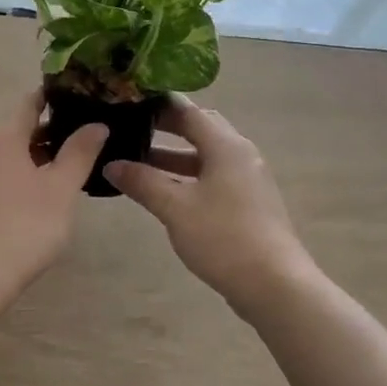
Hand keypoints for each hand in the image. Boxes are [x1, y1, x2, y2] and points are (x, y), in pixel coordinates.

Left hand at [0, 91, 106, 309]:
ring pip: (0, 161)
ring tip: (54, 185)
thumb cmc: (22, 230)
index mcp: (2, 138)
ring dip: (25, 165)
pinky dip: (7, 185)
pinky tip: (22, 211)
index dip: (51, 100)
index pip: (29, 105)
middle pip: (15, 135)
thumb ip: (79, 153)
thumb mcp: (61, 191)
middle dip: (44, 140)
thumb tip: (96, 124)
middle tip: (76, 152)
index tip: (73, 99)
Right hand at [105, 96, 316, 315]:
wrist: (275, 285)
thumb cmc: (223, 238)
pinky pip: (212, 176)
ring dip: (173, 156)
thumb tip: (111, 164)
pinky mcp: (248, 202)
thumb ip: (142, 182)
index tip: (127, 100)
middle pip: (199, 129)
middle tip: (130, 127)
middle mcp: (240, 153)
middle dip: (165, 128)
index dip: (157, 103)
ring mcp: (247, 178)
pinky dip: (187, 176)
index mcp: (225, 145)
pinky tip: (164, 191)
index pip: (187, 110)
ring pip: (205, 155)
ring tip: (137, 161)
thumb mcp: (175, 208)